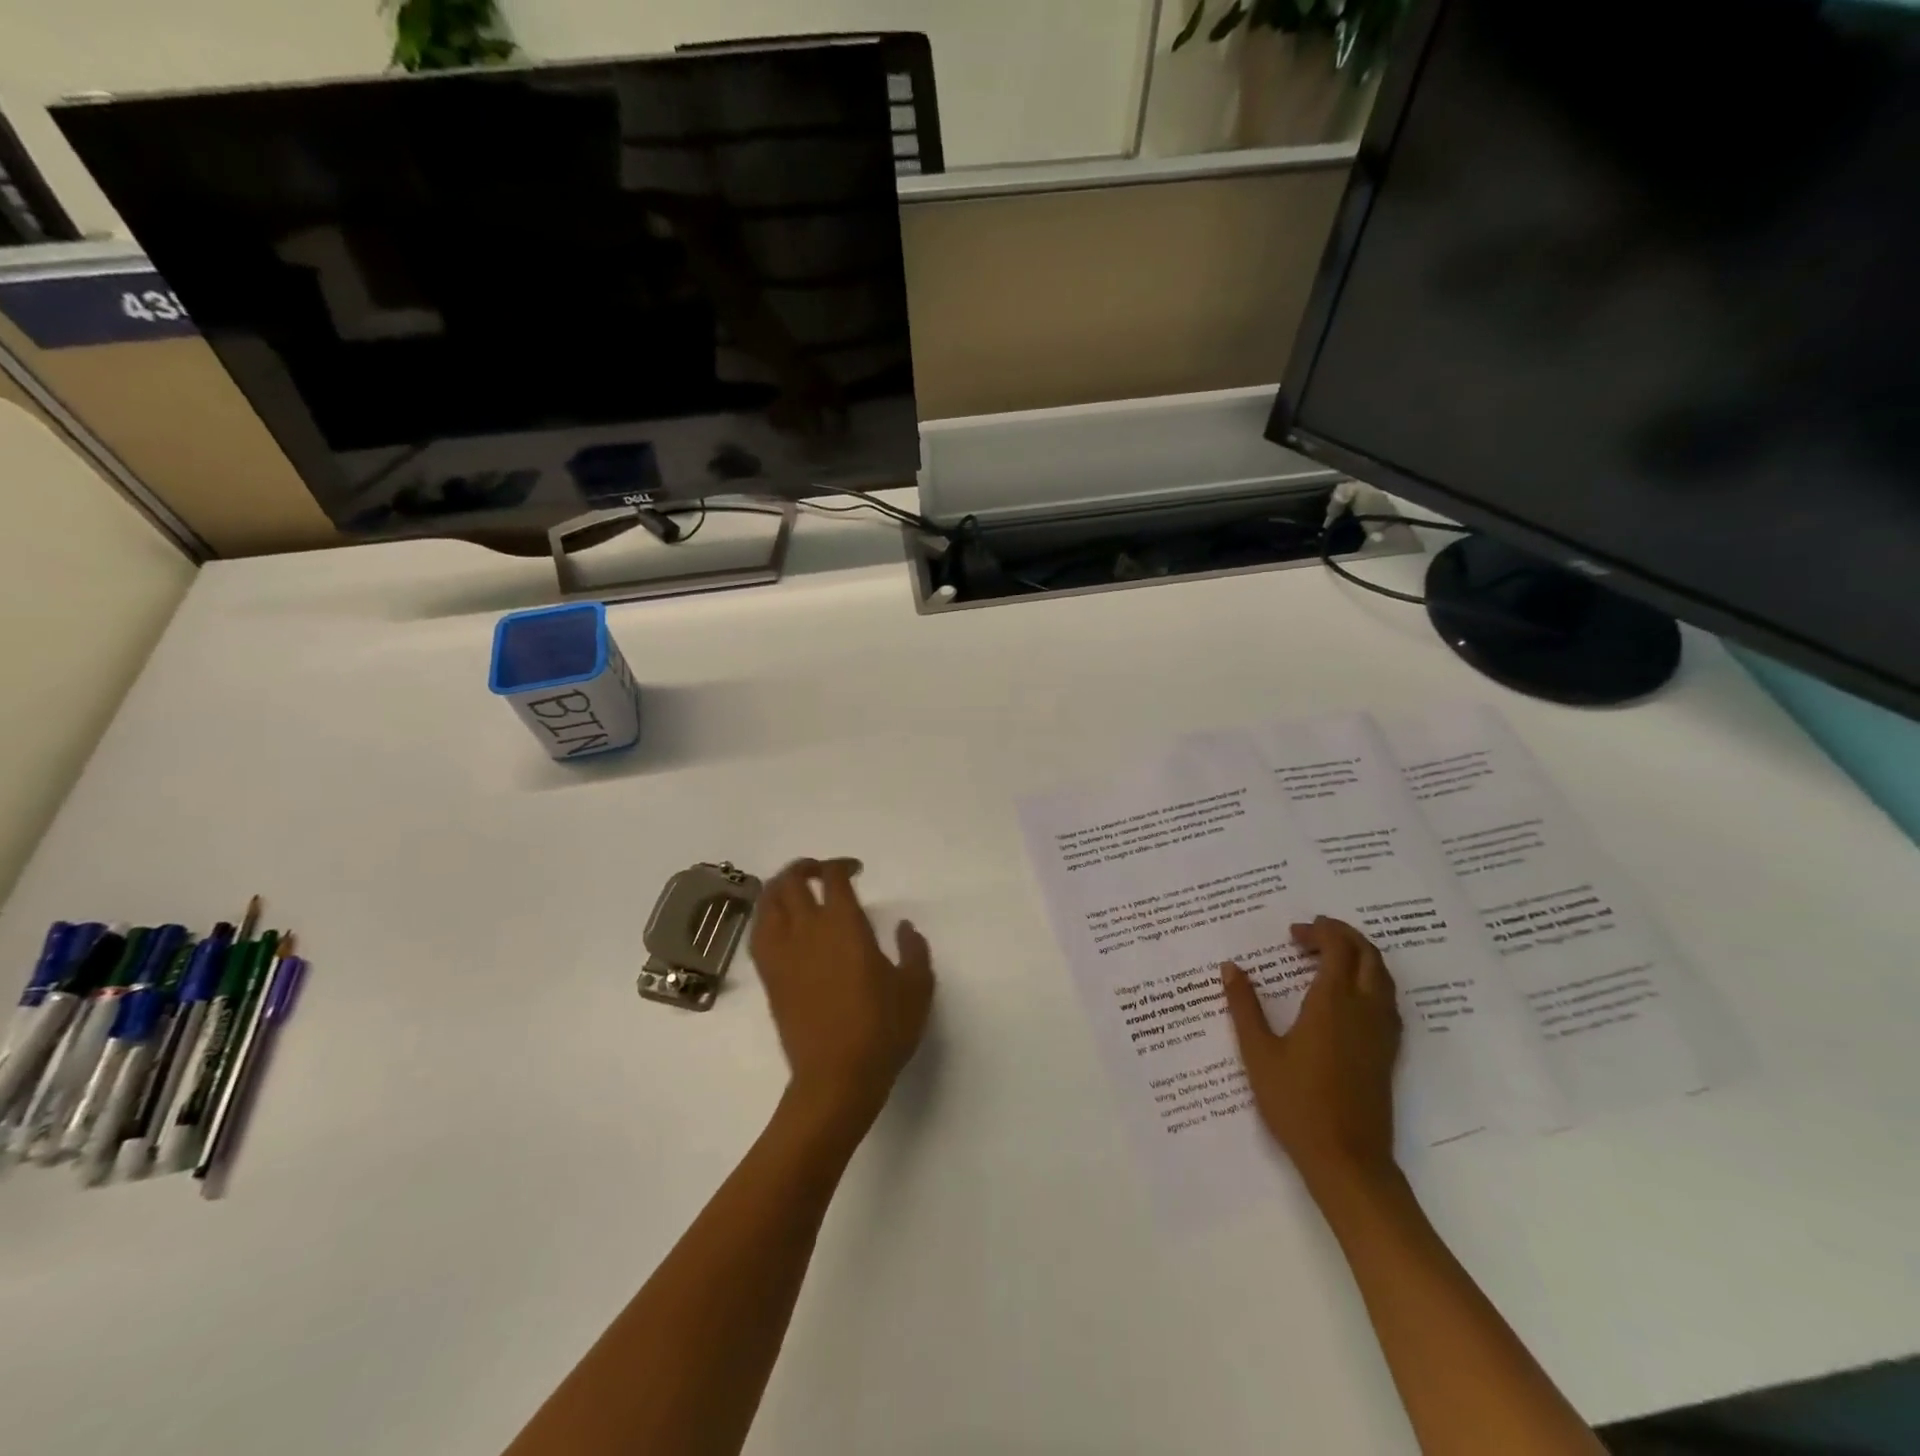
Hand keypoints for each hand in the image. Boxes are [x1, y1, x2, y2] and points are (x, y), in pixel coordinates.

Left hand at [750, 858, 934, 1127]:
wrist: (836, 1077)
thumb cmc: (882, 1030)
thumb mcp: (916, 987)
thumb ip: (914, 950)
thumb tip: (904, 927)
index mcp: (845, 925)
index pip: (833, 877)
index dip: (842, 865)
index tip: (856, 871)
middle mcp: (808, 930)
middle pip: (791, 880)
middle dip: (806, 867)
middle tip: (823, 873)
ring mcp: (783, 953)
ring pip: (768, 902)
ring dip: (781, 887)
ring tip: (797, 891)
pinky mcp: (770, 977)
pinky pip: (758, 932)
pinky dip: (767, 916)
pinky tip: (780, 924)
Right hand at [1220, 916, 1401, 1196]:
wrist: (1347, 1160)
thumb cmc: (1296, 1103)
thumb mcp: (1258, 1052)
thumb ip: (1244, 1006)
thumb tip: (1230, 967)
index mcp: (1332, 1003)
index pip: (1337, 948)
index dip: (1319, 932)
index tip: (1294, 932)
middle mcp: (1365, 1009)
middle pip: (1368, 955)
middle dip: (1343, 935)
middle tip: (1313, 933)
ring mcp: (1382, 1032)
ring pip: (1383, 976)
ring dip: (1360, 956)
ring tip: (1330, 955)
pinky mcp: (1389, 1052)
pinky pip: (1388, 1000)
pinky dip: (1371, 980)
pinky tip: (1349, 995)